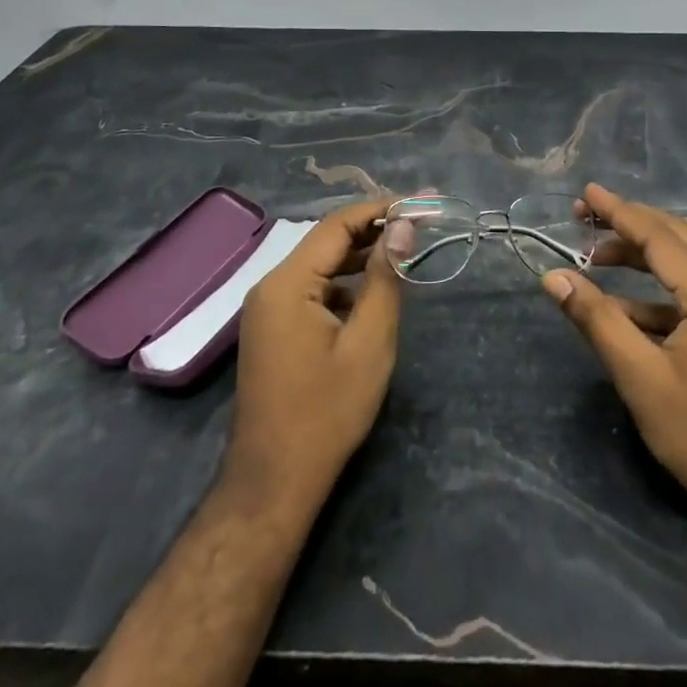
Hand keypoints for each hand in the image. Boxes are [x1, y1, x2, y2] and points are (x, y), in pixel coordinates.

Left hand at [225, 197, 409, 503]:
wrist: (273, 483)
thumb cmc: (327, 412)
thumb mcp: (369, 342)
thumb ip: (385, 278)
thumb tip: (402, 226)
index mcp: (287, 283)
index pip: (337, 225)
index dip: (379, 209)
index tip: (420, 204)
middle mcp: (270, 285)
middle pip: (326, 241)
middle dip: (373, 230)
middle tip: (419, 224)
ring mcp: (267, 309)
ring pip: (319, 266)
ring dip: (359, 257)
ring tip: (403, 252)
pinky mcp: (272, 329)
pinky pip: (311, 290)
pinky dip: (343, 284)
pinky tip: (371, 294)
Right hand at [541, 183, 686, 547]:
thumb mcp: (638, 375)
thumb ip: (595, 318)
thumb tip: (553, 277)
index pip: (659, 236)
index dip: (618, 212)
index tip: (585, 193)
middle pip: (676, 237)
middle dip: (629, 224)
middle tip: (584, 218)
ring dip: (643, 255)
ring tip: (595, 258)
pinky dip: (659, 288)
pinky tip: (625, 305)